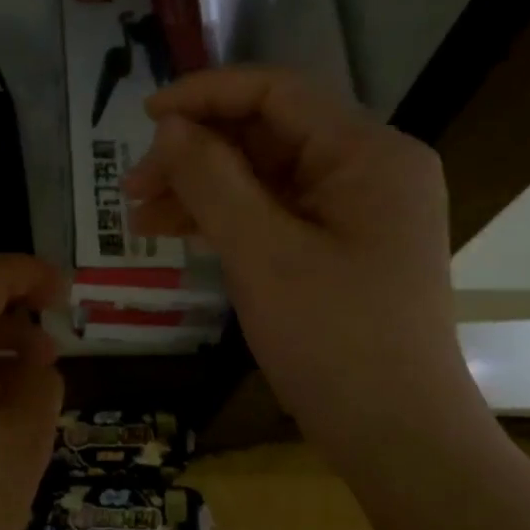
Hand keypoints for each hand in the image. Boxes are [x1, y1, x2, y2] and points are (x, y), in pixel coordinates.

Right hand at [123, 67, 483, 465]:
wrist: (396, 437)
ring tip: (142, 217)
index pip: (277, 92)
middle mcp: (370, 168)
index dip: (205, 94)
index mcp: (368, 153)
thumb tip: (170, 127)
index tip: (144, 117)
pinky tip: (181, 233)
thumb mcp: (262, 253)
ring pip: (265, 175)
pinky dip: (228, 218)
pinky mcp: (342, 244)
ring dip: (203, 189)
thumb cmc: (334, 340)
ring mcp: (358, 209)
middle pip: (267, 134)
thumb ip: (212, 179)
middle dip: (196, 154)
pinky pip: (277, 212)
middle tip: (133, 188)